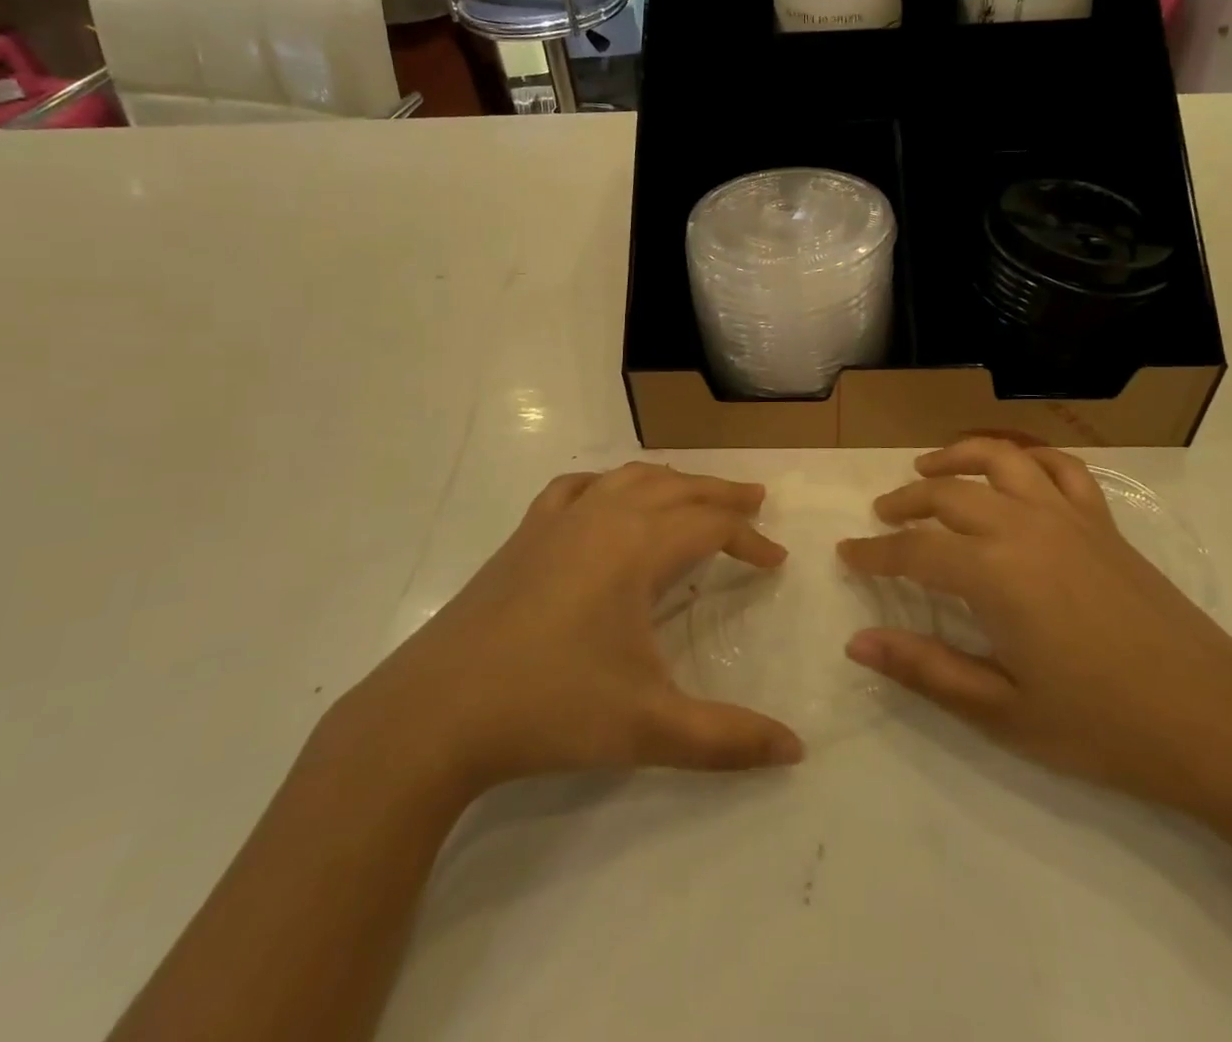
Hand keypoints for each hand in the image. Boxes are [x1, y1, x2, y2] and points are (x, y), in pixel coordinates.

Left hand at [317, 463, 804, 801]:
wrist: (436, 712)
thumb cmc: (550, 708)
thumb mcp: (649, 729)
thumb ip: (727, 739)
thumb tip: (796, 752)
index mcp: (637, 547)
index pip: (712, 526)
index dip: (750, 540)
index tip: (776, 562)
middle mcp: (603, 517)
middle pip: (677, 488)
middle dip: (720, 493)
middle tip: (755, 500)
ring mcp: (557, 521)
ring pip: (628, 478)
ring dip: (670, 482)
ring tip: (694, 494)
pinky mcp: (524, 535)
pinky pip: (576, 489)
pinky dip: (606, 484)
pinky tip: (606, 498)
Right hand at [839, 438, 1231, 811]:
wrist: (1217, 722)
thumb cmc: (1102, 725)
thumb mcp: (1002, 709)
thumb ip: (925, 669)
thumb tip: (856, 643)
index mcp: (995, 574)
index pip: (915, 551)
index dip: (875, 553)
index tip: (847, 555)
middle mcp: (1025, 527)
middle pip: (949, 494)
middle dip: (906, 502)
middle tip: (882, 517)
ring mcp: (1069, 517)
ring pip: (1001, 459)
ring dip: (957, 457)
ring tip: (928, 469)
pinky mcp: (1103, 522)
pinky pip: (1061, 469)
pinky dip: (1028, 459)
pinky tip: (1012, 472)